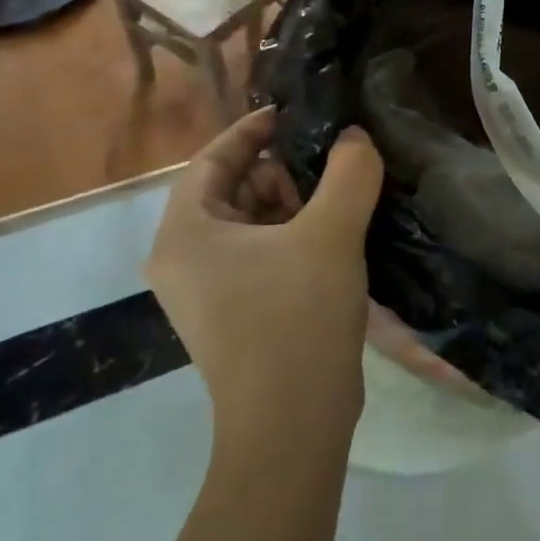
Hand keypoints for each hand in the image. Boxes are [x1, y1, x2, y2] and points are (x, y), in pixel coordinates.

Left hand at [145, 107, 383, 439]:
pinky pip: (262, 253)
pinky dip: (295, 235)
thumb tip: (354, 137)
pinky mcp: (237, 313)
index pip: (213, 158)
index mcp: (185, 234)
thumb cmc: (296, 319)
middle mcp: (185, 259)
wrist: (292, 428)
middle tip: (332, 162)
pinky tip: (337, 235)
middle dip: (282, 170)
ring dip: (295, 203)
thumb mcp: (330, 233)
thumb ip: (348, 171)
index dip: (253, 129)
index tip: (297, 113)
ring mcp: (209, 291)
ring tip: (342, 197)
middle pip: (233, 188)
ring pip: (251, 221)